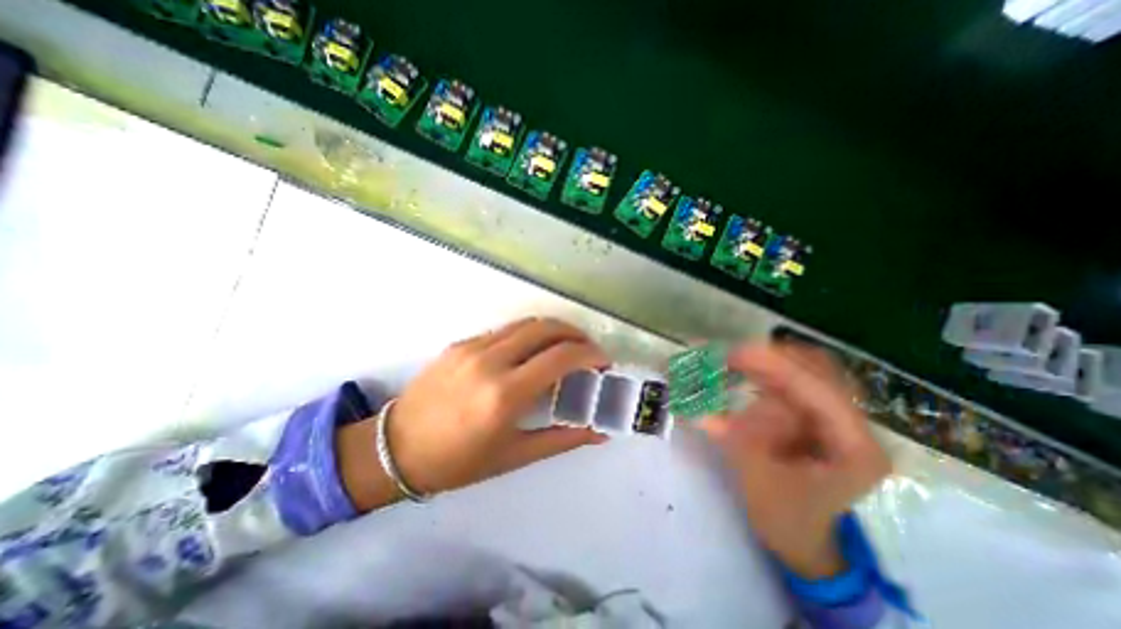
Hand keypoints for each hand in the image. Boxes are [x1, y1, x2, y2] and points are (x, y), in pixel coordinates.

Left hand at [342, 314, 610, 510]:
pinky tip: (530, 352)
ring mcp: (472, 347)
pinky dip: (528, 335)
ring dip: (553, 330)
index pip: (561, 357)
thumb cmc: (458, 462)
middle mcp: (490, 361)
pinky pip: (505, 331)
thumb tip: (598, 432)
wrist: (395, 449)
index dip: (590, 354)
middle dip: (576, 334)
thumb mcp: (515, 456)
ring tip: (565, 347)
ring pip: (526, 324)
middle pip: (546, 328)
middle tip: (588, 351)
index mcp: (505, 394)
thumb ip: (562, 439)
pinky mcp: (460, 343)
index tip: (603, 362)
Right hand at [698, 343, 893, 579]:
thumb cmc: (783, 514)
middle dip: (774, 358)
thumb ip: (742, 438)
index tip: (736, 354)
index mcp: (855, 448)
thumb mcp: (758, 478)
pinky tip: (744, 371)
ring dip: (769, 361)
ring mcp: (837, 417)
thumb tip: (719, 404)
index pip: (821, 391)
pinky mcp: (817, 414)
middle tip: (732, 354)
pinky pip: (794, 380)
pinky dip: (767, 371)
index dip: (778, 367)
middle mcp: (854, 426)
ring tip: (733, 360)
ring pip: (808, 370)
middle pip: (821, 371)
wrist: (799, 533)